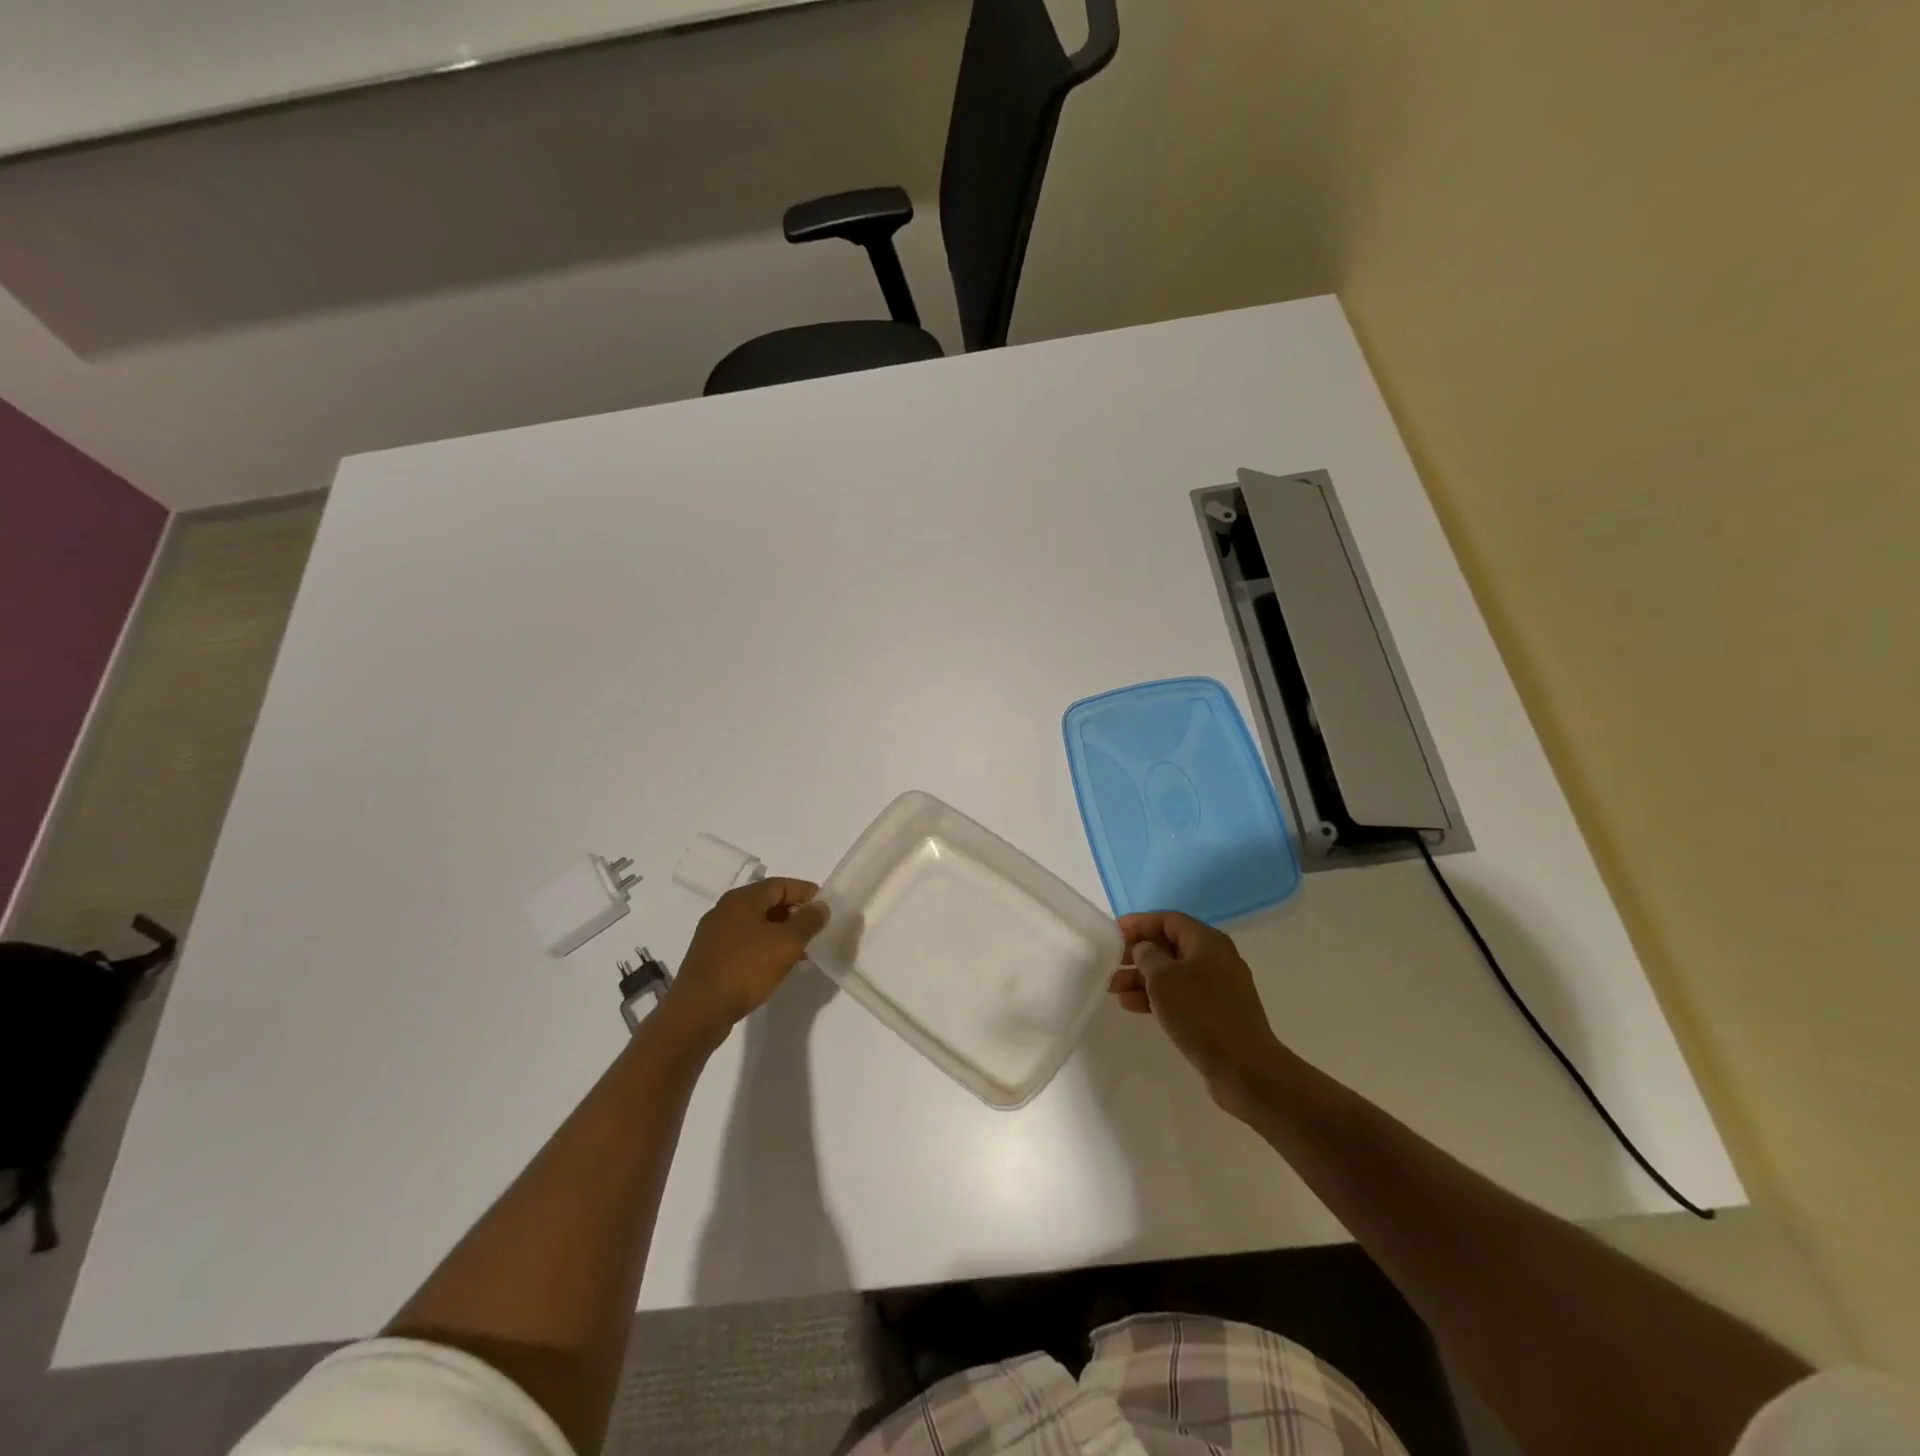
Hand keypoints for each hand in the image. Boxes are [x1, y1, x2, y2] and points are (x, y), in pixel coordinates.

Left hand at [665, 878, 829, 1041]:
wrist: (698, 1011)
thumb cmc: (745, 969)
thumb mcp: (787, 943)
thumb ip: (808, 921)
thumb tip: (820, 906)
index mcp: (742, 899)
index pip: (781, 884)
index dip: (806, 893)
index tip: (826, 908)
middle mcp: (725, 910)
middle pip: (767, 903)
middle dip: (794, 914)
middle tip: (816, 931)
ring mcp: (714, 935)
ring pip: (756, 925)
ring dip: (780, 934)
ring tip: (802, 952)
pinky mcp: (710, 958)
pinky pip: (744, 944)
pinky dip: (764, 948)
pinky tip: (776, 967)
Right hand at [1109, 911, 1286, 1109]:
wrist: (1244, 1068)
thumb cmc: (1201, 1013)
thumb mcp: (1164, 978)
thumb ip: (1148, 956)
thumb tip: (1145, 949)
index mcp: (1208, 942)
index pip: (1169, 920)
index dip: (1140, 923)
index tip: (1114, 933)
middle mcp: (1216, 959)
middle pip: (1171, 946)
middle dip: (1139, 954)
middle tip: (1113, 965)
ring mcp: (1219, 988)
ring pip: (1174, 974)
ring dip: (1143, 979)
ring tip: (1115, 991)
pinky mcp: (1217, 1014)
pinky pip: (1182, 996)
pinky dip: (1158, 997)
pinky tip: (1134, 1006)